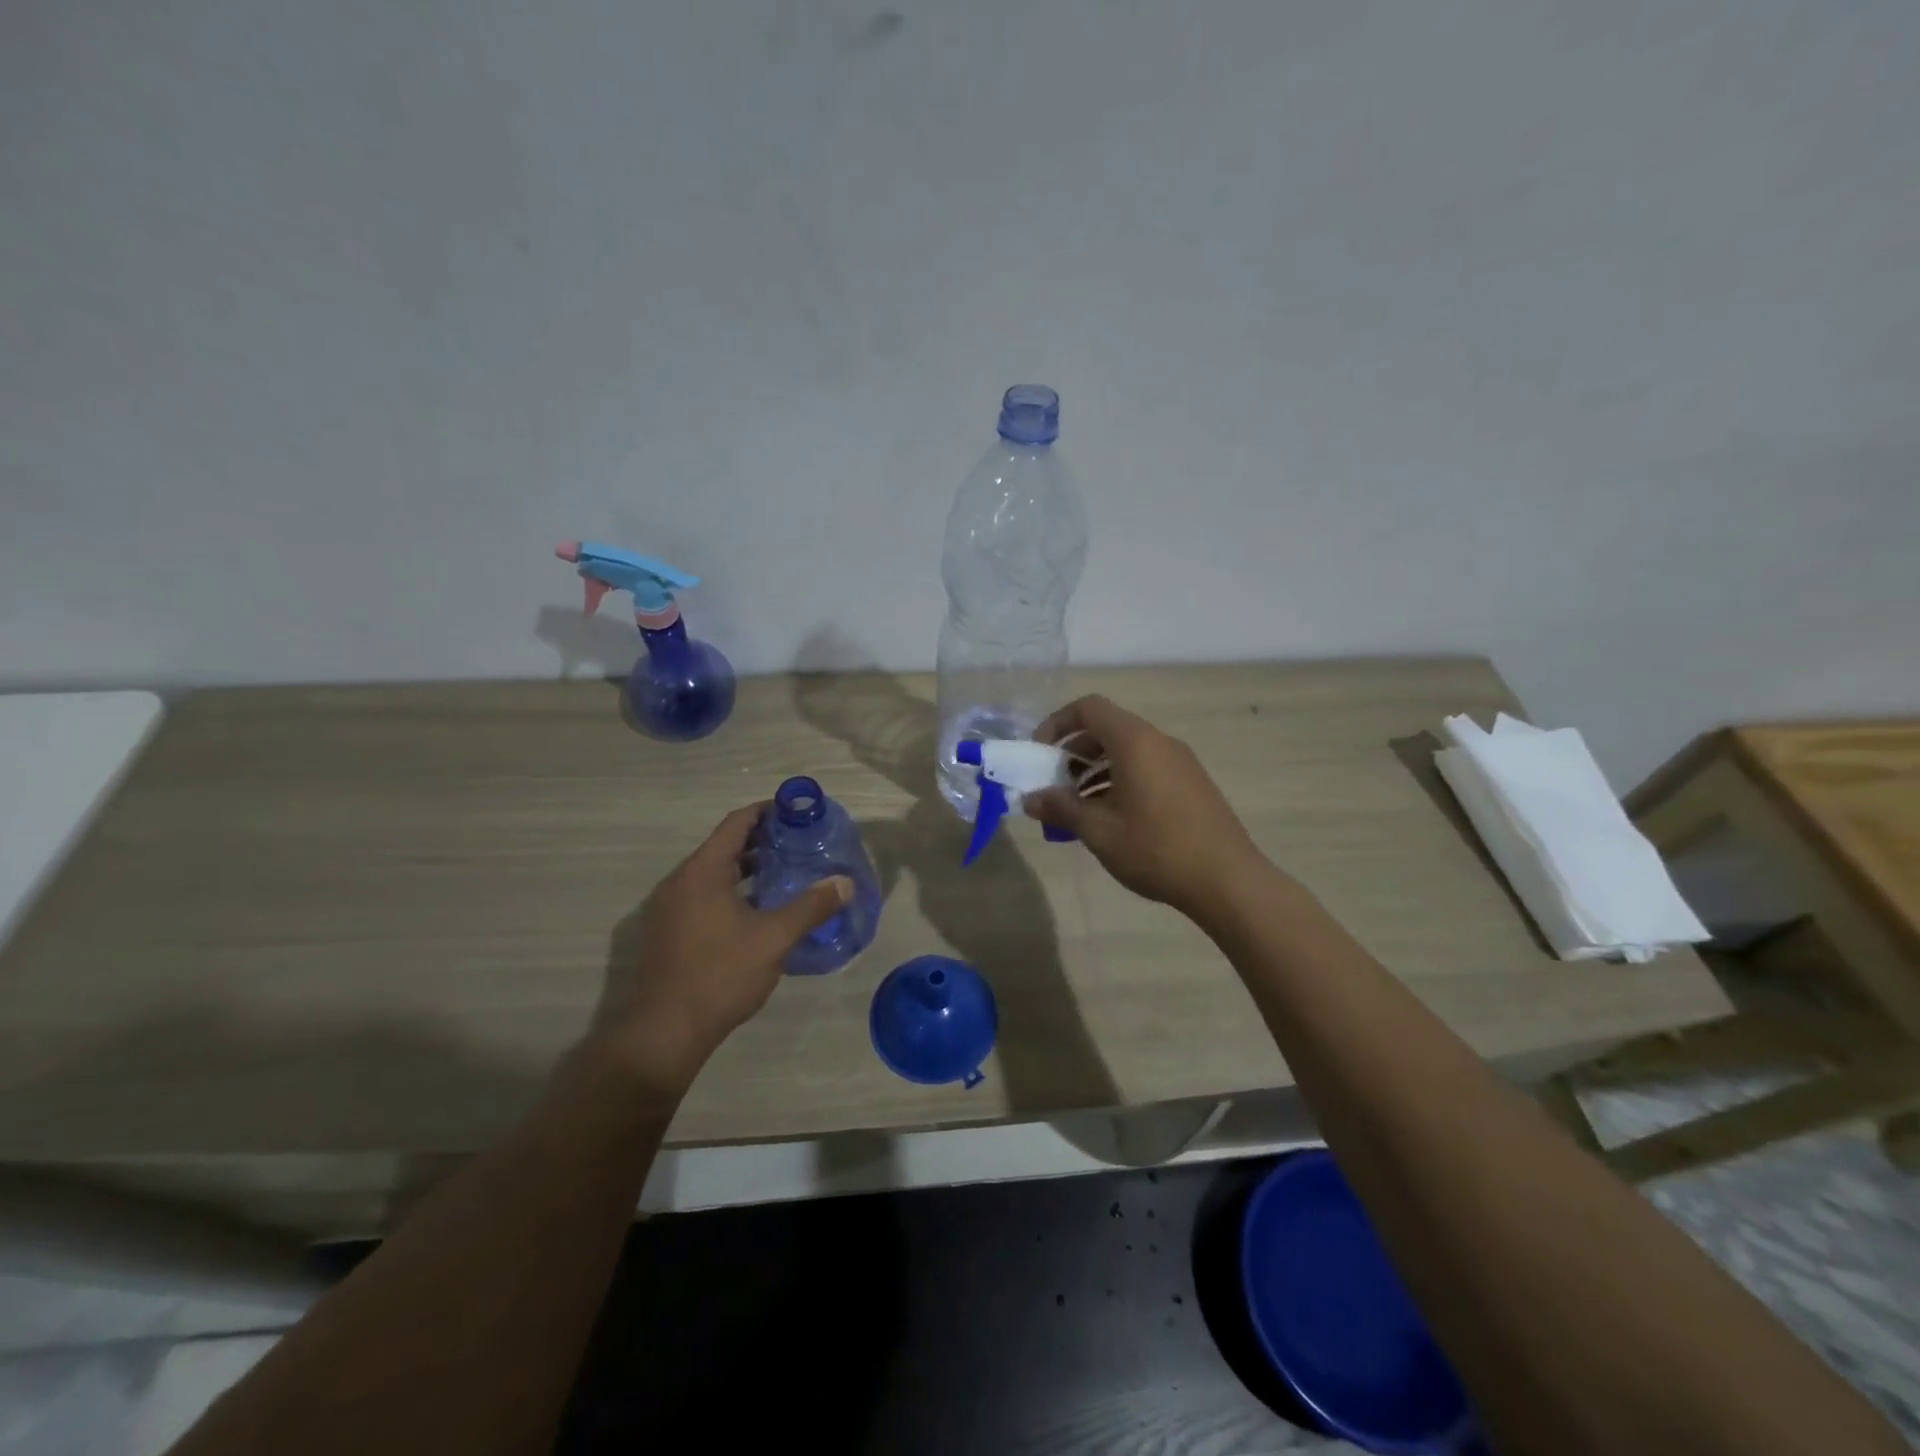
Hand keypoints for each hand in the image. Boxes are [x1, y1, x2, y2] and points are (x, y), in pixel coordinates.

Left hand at [589, 804, 851, 1092]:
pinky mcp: (668, 932)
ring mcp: (669, 909)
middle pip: (723, 847)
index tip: (796, 812)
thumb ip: (810, 907)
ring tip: (785, 874)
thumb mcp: (773, 939)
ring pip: (713, 874)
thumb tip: (844, 882)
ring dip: (747, 869)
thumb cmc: (719, 975)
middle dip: (761, 841)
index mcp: (701, 872)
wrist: (664, 1033)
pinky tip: (758, 911)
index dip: (766, 812)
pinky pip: (703, 896)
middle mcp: (679, 882)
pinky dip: (732, 891)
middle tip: (799, 844)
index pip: (736, 823)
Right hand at [1024, 695, 1262, 919]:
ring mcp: (1179, 762)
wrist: (1227, 880)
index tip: (1040, 753)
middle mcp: (1158, 742)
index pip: (1089, 708)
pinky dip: (1120, 780)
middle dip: (1073, 752)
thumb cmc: (1156, 848)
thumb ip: (1061, 808)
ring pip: (1127, 751)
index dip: (1057, 723)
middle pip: (1107, 729)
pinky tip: (1111, 819)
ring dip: (1095, 770)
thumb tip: (1030, 799)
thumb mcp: (1098, 830)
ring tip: (1078, 807)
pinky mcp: (1191, 784)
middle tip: (1055, 785)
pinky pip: (1146, 768)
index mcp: (1135, 742)